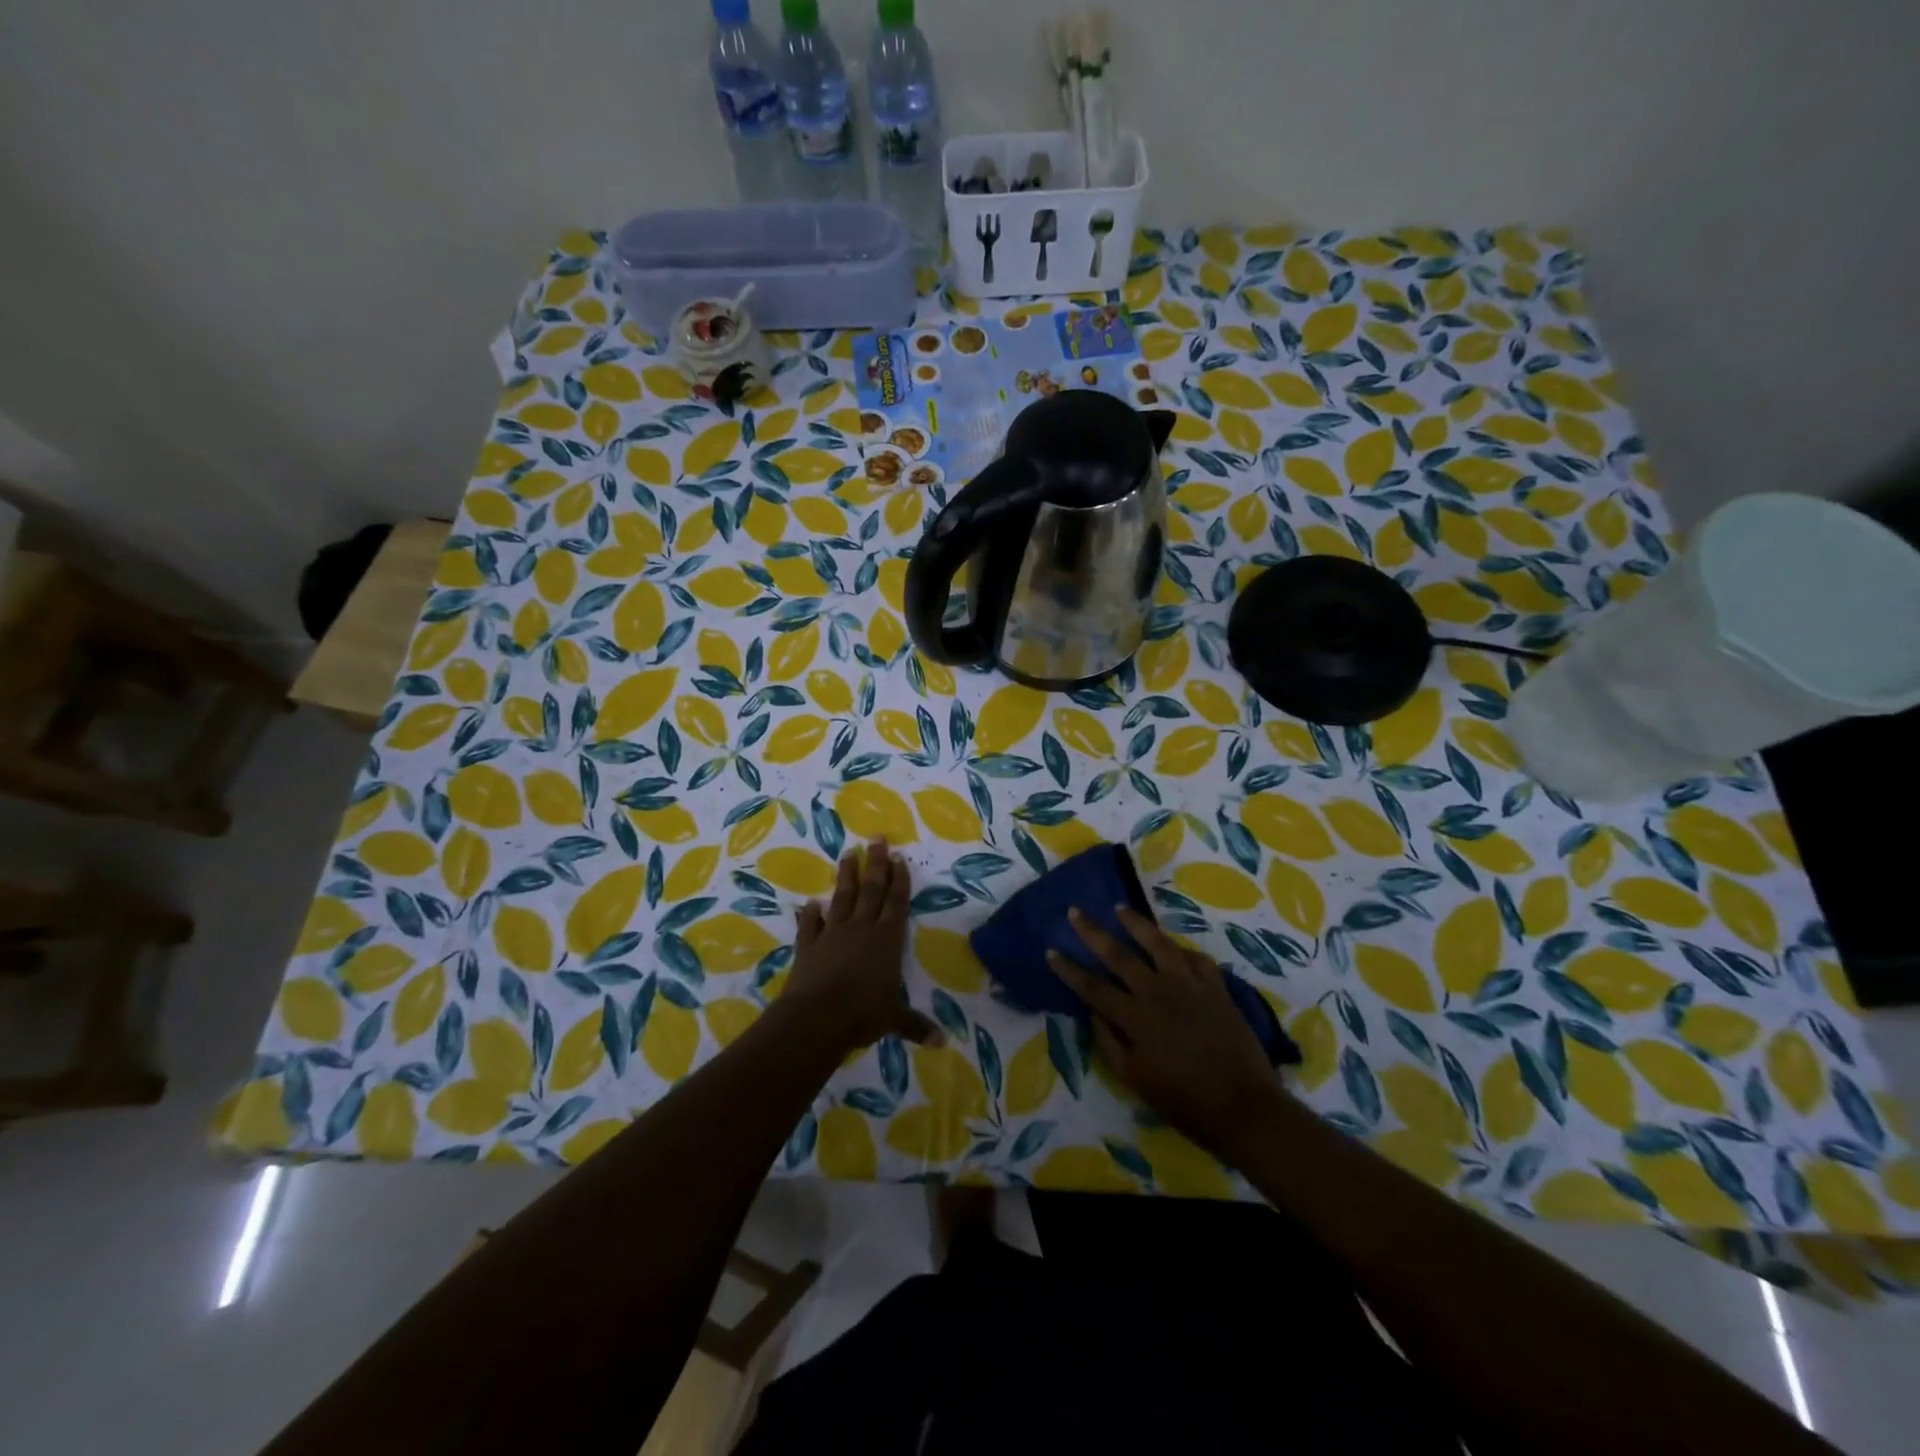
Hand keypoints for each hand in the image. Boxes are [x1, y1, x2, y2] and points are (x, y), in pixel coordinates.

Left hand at [781, 839, 939, 1054]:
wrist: (816, 1017)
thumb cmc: (862, 1014)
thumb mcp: (894, 1020)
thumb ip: (915, 1025)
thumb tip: (941, 1041)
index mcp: (887, 939)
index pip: (897, 902)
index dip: (899, 879)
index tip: (898, 856)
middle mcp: (862, 928)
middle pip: (872, 889)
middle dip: (876, 863)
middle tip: (876, 838)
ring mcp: (833, 933)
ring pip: (842, 897)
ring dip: (846, 876)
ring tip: (848, 854)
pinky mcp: (809, 945)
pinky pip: (810, 925)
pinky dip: (810, 914)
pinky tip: (810, 904)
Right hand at [1049, 906, 1276, 1155]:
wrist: (1245, 1107)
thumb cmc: (1185, 1101)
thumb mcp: (1135, 1080)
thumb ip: (1109, 1043)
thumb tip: (1093, 1012)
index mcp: (1136, 1018)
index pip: (1093, 987)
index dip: (1069, 969)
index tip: (1051, 950)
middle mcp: (1159, 992)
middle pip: (1119, 955)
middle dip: (1093, 932)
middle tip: (1075, 912)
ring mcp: (1190, 986)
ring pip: (1158, 944)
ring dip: (1136, 924)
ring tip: (1120, 908)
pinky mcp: (1216, 988)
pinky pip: (1196, 959)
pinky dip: (1183, 950)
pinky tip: (1175, 947)